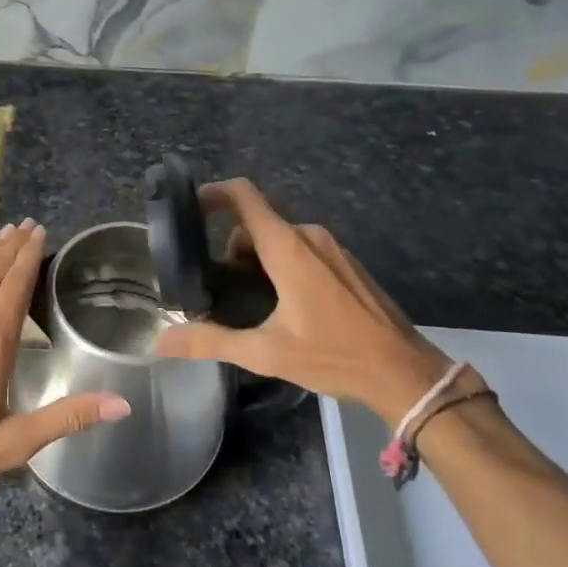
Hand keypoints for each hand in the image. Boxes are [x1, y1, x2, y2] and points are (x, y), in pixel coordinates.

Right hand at [153, 179, 451, 424]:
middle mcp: (309, 235)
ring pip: (280, 237)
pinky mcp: (347, 262)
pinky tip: (287, 305)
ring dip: (259, 259)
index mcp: (287, 247)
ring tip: (253, 302)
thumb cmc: (335, 356)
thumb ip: (212, 342)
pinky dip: (284, 264)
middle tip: (221, 287)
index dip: (212, 193)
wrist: (406, 373)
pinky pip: (303, 248)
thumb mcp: (267, 354)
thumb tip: (161, 341)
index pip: (243, 196)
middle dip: (233, 249)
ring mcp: (332, 247)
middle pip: (256, 223)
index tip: (189, 208)